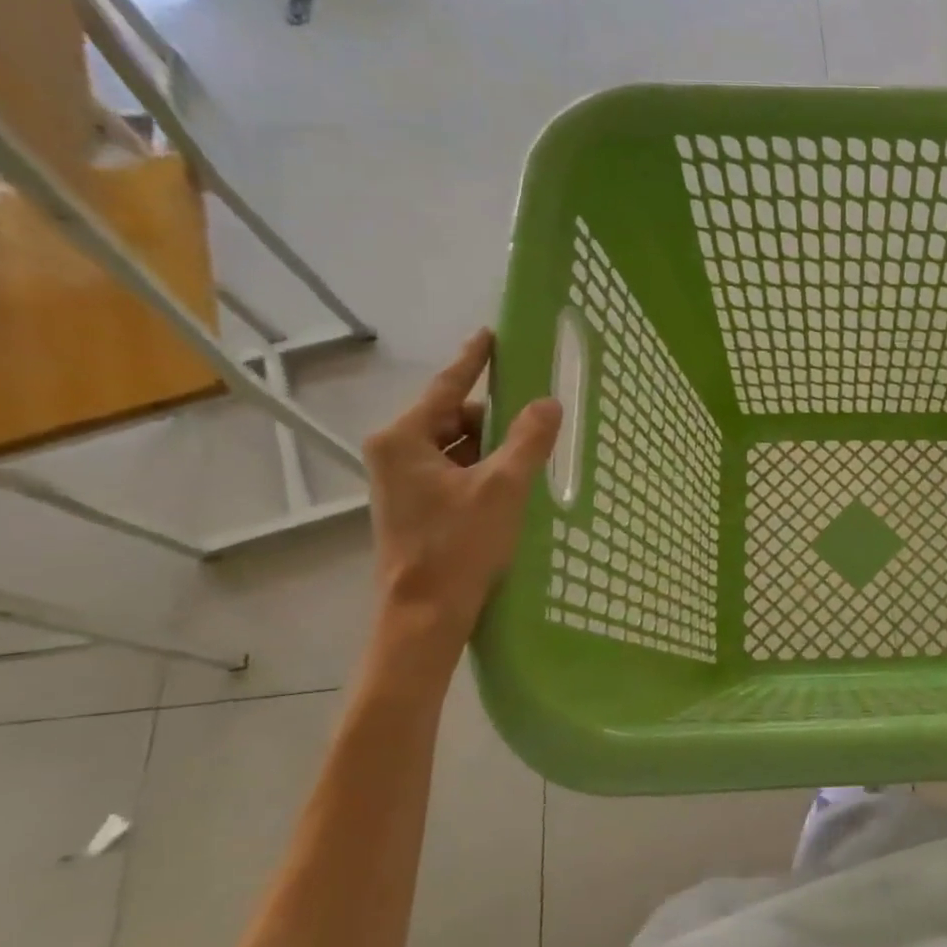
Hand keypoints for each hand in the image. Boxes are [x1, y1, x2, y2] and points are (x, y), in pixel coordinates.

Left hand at [363, 330, 561, 642]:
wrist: (426, 612)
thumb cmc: (458, 545)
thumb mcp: (502, 487)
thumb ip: (528, 440)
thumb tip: (548, 403)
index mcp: (404, 439)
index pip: (446, 386)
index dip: (473, 360)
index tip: (491, 333)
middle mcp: (397, 452)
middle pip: (455, 417)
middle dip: (496, 416)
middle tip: (539, 414)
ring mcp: (405, 480)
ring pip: (459, 445)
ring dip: (495, 445)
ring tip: (535, 450)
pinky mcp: (419, 504)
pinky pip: (458, 469)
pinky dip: (487, 468)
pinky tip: (518, 478)